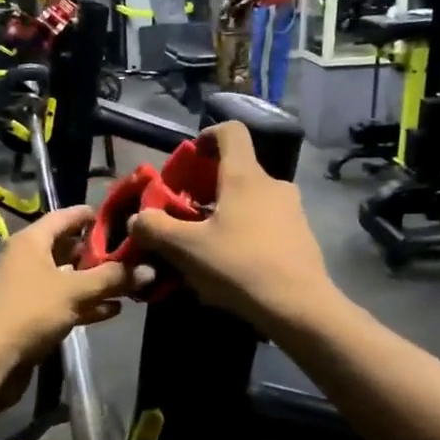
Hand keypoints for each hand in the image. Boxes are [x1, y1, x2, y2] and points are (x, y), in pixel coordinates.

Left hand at [0, 205, 134, 371]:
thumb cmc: (30, 311)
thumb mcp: (75, 291)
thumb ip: (112, 278)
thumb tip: (149, 269)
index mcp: (32, 241)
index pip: (65, 216)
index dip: (93, 216)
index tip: (123, 218)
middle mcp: (29, 259)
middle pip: (69, 248)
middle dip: (101, 253)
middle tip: (135, 254)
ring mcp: (30, 288)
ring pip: (69, 278)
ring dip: (97, 281)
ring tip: (132, 282)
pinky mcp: (33, 315)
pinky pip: (65, 302)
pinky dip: (87, 304)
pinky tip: (114, 309)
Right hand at [128, 122, 335, 333]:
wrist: (299, 307)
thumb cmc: (240, 266)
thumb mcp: (186, 249)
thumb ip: (155, 229)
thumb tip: (138, 219)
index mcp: (245, 176)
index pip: (231, 132)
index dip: (207, 136)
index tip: (191, 157)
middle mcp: (273, 185)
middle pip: (237, 172)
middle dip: (208, 189)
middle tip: (187, 215)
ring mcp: (292, 211)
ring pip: (251, 202)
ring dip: (227, 215)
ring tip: (207, 247)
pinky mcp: (301, 237)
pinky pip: (266, 225)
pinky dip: (246, 235)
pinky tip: (233, 267)